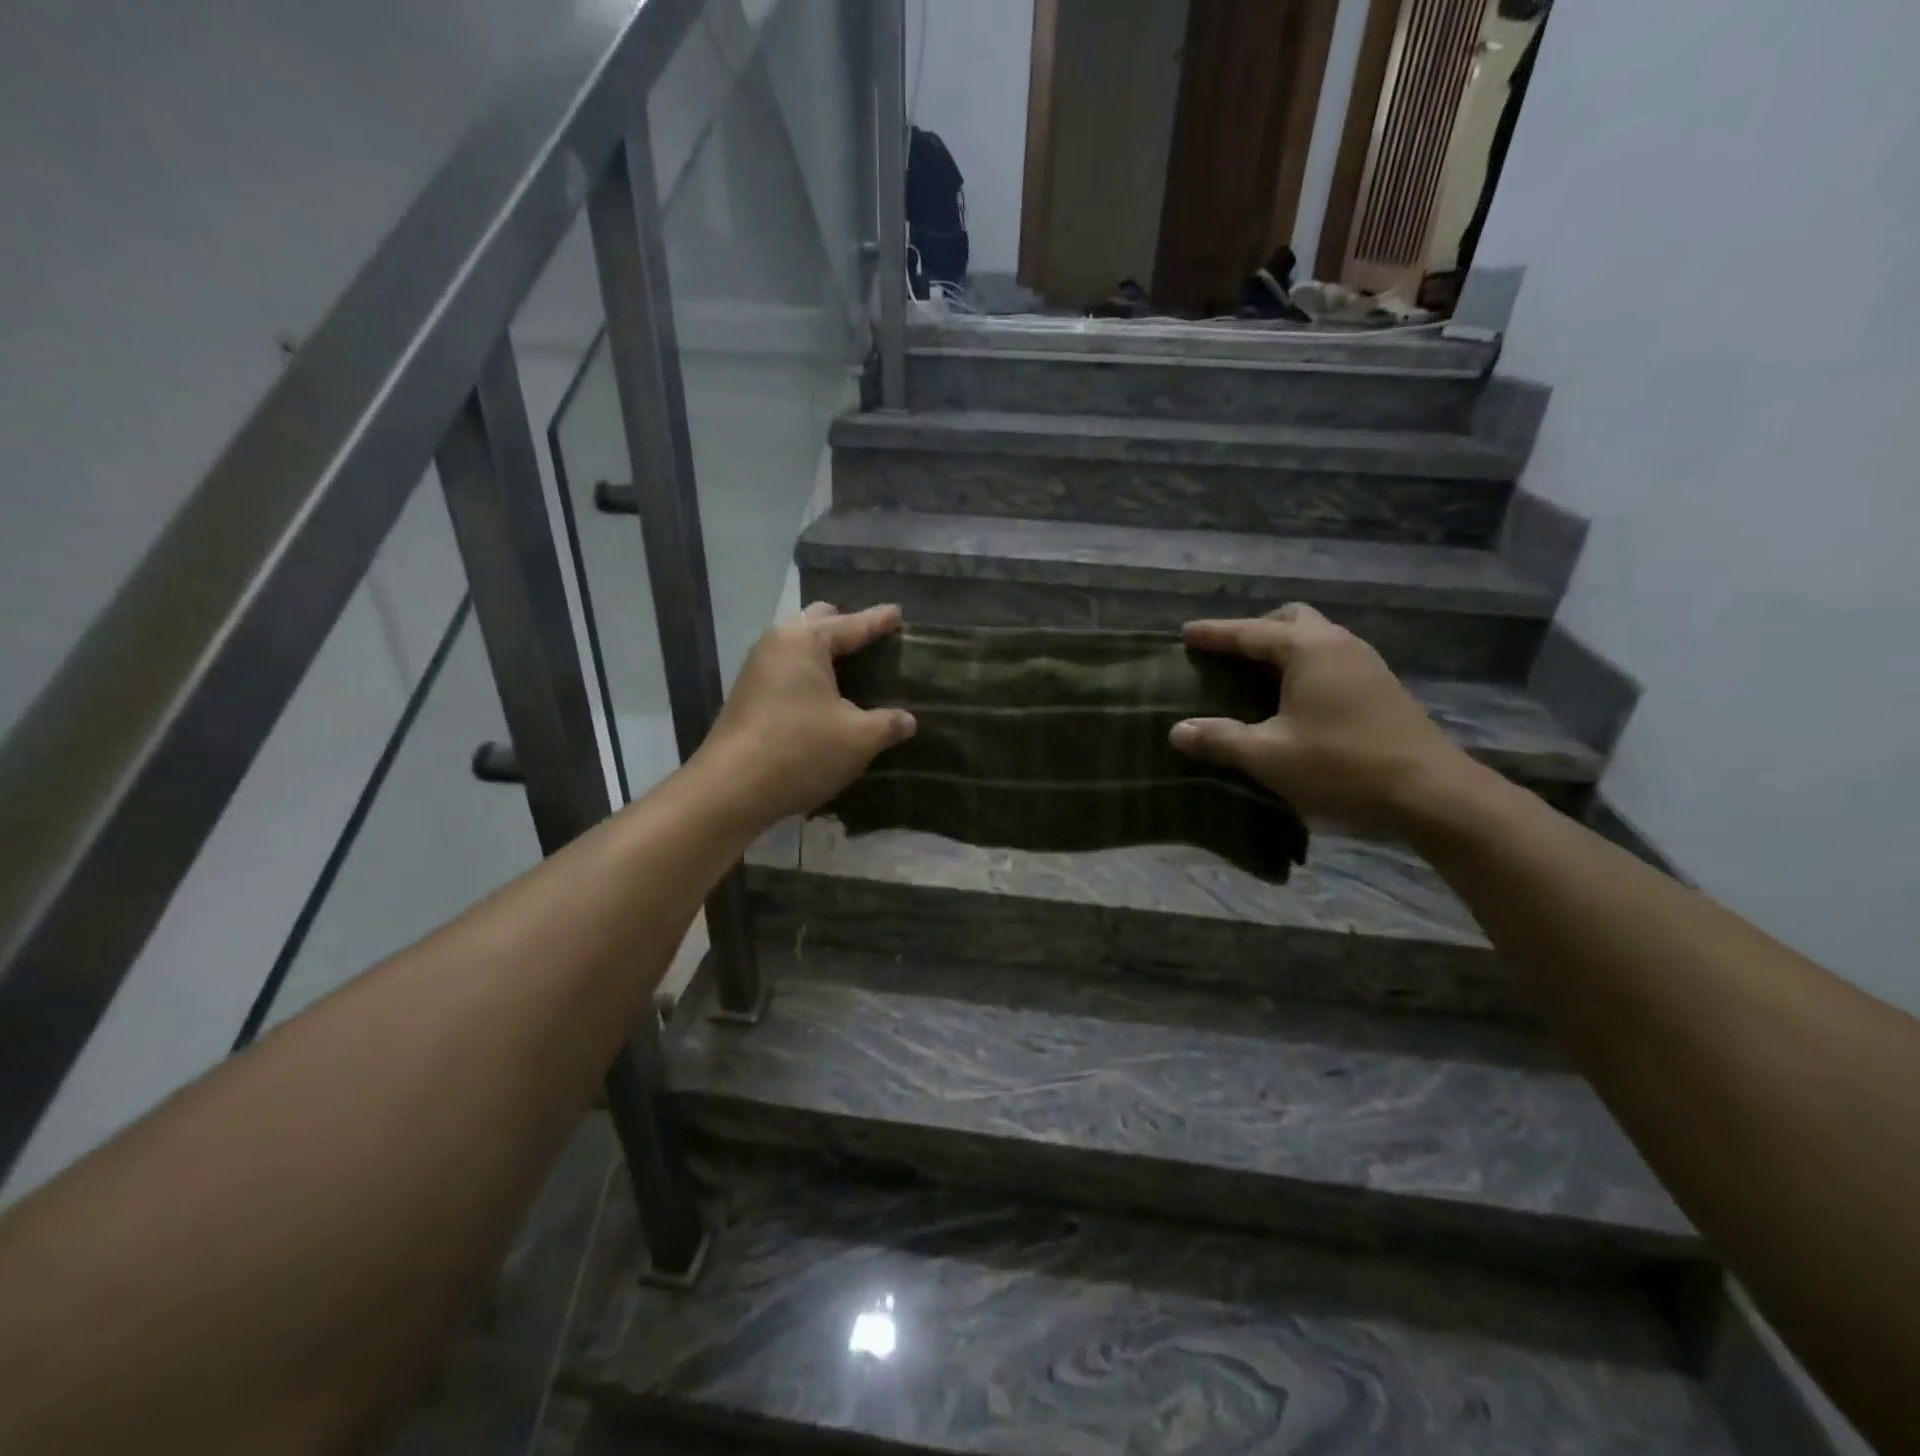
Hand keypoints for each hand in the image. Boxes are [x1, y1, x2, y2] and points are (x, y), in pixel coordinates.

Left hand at [695, 602, 915, 826]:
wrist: (731, 790)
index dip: (879, 622)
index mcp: (805, 641)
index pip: (852, 625)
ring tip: (854, 670)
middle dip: (846, 629)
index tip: (899, 613)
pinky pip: (788, 671)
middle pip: (818, 624)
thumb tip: (908, 720)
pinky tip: (827, 698)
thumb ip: (888, 723)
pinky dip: (810, 675)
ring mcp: (757, 670)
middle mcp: (777, 644)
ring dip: (825, 655)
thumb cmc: (801, 751)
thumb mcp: (858, 738)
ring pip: (799, 648)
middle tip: (874, 644)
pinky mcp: (749, 696)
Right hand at [1168, 604, 1476, 837]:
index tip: (1186, 633)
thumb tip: (1177, 731)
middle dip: (1255, 630)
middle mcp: (1338, 644)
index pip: (1250, 632)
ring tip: (1254, 676)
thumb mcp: (1269, 756)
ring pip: (1315, 638)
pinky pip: (1331, 658)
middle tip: (1227, 654)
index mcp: (1308, 649)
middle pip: (1290, 620)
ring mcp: (1365, 663)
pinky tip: (1294, 699)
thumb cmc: (1342, 766)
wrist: (1432, 793)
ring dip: (1282, 648)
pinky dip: (1303, 666)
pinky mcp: (1380, 687)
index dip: (1215, 633)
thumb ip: (1220, 739)